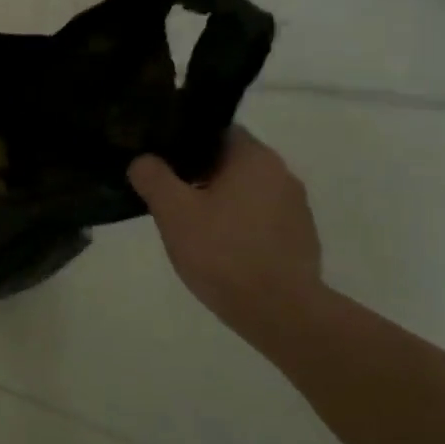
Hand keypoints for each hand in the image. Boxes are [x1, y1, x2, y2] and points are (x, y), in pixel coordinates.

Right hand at [128, 127, 322, 330]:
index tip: (164, 161)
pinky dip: (241, 226)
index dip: (187, 142)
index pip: (217, 131)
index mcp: (254, 158)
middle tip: (170, 196)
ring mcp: (297, 208)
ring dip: (222, 202)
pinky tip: (221, 250)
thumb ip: (153, 178)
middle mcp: (282, 174)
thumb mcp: (173, 212)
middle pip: (232, 162)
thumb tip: (143, 160)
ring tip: (192, 226)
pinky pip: (262, 219)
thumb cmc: (223, 252)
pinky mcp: (301, 239)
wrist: (280, 312)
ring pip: (248, 192)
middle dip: (201, 175)